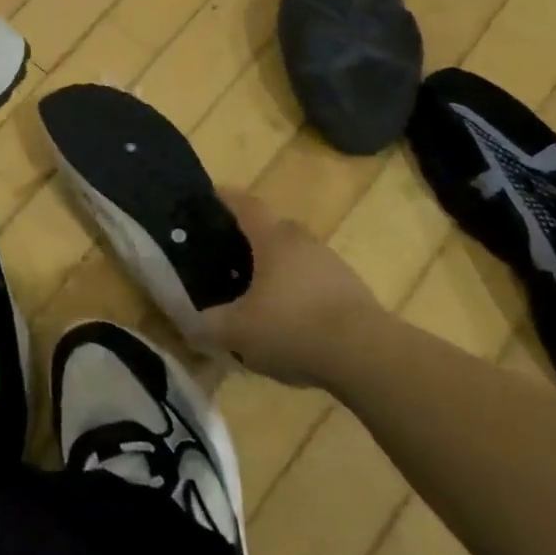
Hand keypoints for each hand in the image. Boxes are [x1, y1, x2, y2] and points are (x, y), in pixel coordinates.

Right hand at [202, 191, 384, 388]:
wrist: (370, 358)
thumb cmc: (293, 327)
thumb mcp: (237, 331)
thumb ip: (206, 326)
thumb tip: (186, 325)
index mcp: (272, 238)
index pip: (244, 204)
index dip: (224, 198)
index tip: (208, 196)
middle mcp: (303, 242)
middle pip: (273, 229)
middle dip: (251, 239)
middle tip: (229, 256)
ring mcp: (334, 266)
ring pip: (298, 258)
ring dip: (279, 270)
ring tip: (260, 296)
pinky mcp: (355, 294)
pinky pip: (318, 284)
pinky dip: (302, 295)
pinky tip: (293, 324)